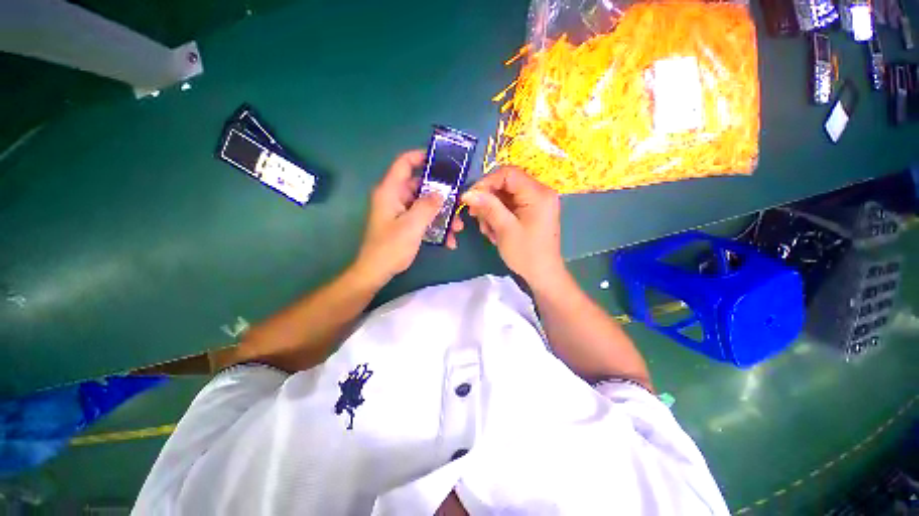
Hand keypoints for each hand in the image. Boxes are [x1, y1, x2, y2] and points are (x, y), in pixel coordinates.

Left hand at [352, 150, 445, 285]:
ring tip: (457, 228)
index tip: (442, 160)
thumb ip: (428, 206)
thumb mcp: (412, 225)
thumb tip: (441, 193)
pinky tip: (448, 240)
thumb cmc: (391, 246)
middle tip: (458, 203)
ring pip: (424, 205)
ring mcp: (399, 212)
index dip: (421, 157)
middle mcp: (394, 198)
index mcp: (390, 191)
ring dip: (441, 215)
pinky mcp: (403, 224)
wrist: (376, 271)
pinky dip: (435, 226)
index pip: (404, 164)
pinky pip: (422, 219)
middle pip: (420, 186)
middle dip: (441, 196)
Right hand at [460, 166, 564, 287]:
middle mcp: (539, 192)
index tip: (471, 198)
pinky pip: (509, 206)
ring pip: (505, 196)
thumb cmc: (526, 253)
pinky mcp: (530, 212)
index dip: (486, 182)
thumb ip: (488, 207)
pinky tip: (494, 231)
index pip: (508, 174)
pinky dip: (498, 216)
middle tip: (475, 215)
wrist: (543, 274)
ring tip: (486, 229)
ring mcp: (535, 202)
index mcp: (538, 193)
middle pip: (506, 184)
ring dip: (491, 210)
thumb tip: (467, 192)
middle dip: (488, 199)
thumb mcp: (505, 228)